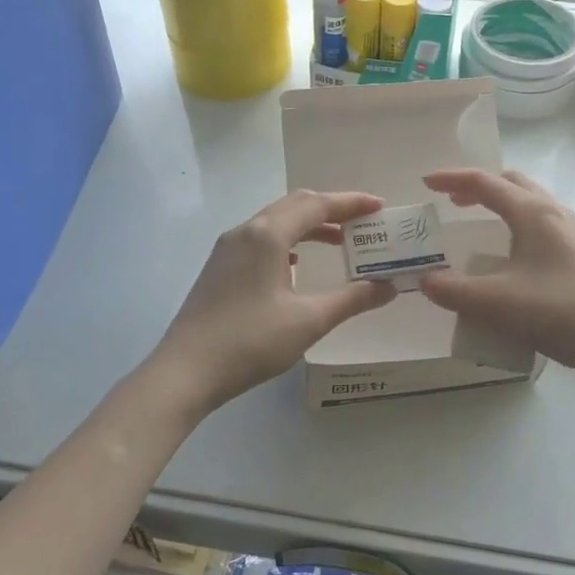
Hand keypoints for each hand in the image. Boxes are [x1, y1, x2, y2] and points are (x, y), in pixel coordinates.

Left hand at [153, 189, 396, 413]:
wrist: (186, 371)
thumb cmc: (250, 342)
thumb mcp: (309, 321)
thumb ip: (352, 299)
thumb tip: (388, 287)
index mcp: (268, 234)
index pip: (317, 205)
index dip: (351, 203)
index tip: (380, 207)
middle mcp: (246, 231)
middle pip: (295, 205)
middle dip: (332, 209)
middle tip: (364, 222)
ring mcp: (228, 248)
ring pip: (276, 221)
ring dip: (309, 225)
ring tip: (340, 241)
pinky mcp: (220, 266)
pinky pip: (261, 238)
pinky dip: (288, 240)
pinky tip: (297, 264)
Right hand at [418, 168, 574, 381]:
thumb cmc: (560, 314)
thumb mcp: (497, 304)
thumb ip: (454, 291)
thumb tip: (427, 281)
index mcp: (534, 213)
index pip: (486, 183)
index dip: (453, 179)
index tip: (426, 182)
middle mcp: (557, 213)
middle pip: (514, 183)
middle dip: (479, 187)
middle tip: (453, 202)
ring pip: (534, 203)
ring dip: (503, 205)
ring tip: (483, 227)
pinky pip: (547, 225)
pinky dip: (521, 226)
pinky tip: (517, 258)